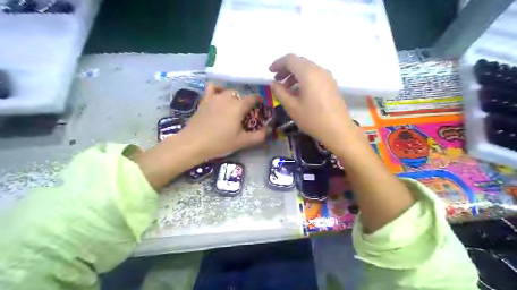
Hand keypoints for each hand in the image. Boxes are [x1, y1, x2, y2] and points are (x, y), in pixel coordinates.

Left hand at [180, 83, 266, 159]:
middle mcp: (228, 98)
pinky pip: (212, 88)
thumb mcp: (242, 142)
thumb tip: (269, 130)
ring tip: (232, 107)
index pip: (253, 98)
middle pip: (241, 95)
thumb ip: (258, 136)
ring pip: (228, 91)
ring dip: (233, 97)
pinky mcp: (204, 100)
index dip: (259, 101)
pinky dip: (217, 89)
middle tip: (245, 115)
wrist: (193, 143)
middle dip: (245, 103)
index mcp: (238, 107)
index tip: (261, 106)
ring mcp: (214, 97)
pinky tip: (218, 96)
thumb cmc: (219, 143)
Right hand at [268, 53, 358, 151]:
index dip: (278, 63)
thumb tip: (273, 83)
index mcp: (308, 73)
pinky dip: (303, 80)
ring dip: (294, 75)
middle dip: (286, 69)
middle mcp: (319, 70)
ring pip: (307, 69)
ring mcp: (327, 77)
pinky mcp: (331, 85)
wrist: (338, 130)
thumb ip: (280, 92)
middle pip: (300, 62)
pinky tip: (299, 93)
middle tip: (276, 81)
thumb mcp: (291, 106)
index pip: (290, 59)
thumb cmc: (312, 119)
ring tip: (286, 89)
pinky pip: (314, 76)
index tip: (269, 72)